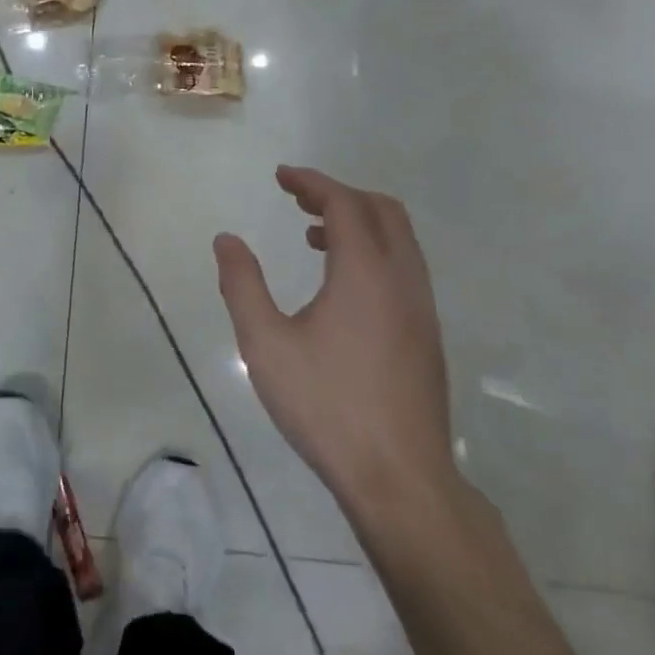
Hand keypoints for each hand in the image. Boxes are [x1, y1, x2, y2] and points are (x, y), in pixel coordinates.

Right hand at [212, 166, 455, 510]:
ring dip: (359, 223)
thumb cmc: (326, 405)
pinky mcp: (428, 335)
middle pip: (382, 210)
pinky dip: (374, 252)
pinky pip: (404, 268)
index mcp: (365, 272)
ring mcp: (422, 308)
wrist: (399, 478)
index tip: (281, 176)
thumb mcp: (265, 344)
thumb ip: (242, 285)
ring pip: (399, 240)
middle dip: (339, 194)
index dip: (312, 182)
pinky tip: (341, 287)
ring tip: (312, 237)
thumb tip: (227, 240)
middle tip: (297, 198)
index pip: (344, 203)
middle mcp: (402, 279)